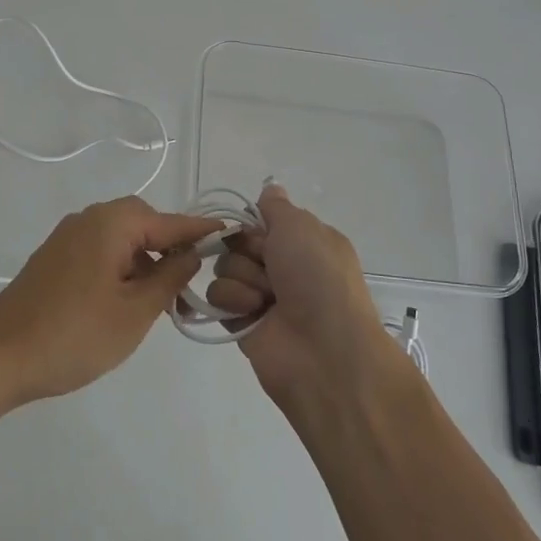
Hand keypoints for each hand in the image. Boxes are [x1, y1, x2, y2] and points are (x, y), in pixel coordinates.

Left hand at [0, 197, 222, 405]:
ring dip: (144, 261)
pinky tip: (125, 301)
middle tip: (188, 285)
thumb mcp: (135, 312)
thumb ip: (169, 277)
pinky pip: (99, 251)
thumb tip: (191, 253)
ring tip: (160, 301)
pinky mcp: (53, 259)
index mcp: (111, 223)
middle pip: (143, 222)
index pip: (169, 221)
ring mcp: (66, 238)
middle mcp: (88, 219)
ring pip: (120, 239)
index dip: (200, 231)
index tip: (230, 234)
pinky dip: (120, 268)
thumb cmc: (74, 335)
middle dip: (169, 248)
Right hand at [207, 184, 410, 409]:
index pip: (263, 220)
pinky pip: (217, 296)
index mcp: (305, 242)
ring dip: (243, 278)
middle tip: (269, 267)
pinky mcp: (242, 322)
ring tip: (265, 299)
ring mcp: (262, 295)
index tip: (264, 234)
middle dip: (249, 251)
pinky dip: (233, 301)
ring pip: (225, 267)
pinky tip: (252, 313)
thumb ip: (276, 207)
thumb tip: (269, 189)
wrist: (324, 351)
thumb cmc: (318, 279)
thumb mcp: (301, 227)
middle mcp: (284, 267)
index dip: (257, 225)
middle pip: (239, 242)